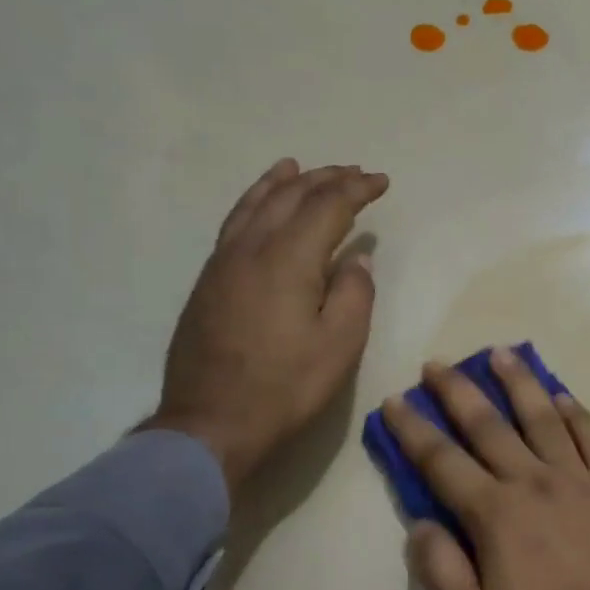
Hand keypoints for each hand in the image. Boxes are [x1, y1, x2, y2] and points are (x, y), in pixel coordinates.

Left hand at [141, 159, 388, 493]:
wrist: (211, 422)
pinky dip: (253, 203)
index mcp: (288, 259)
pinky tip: (259, 207)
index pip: (327, 206)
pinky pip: (234, 224)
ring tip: (299, 167)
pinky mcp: (208, 282)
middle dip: (325, 179)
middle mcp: (251, 248)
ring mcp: (222, 263)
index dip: (357, 189)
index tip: (381, 182)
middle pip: (289, 197)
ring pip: (253, 205)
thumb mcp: (340, 345)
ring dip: (282, 182)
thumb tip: (356, 257)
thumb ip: (355, 293)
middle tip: (353, 173)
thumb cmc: (286, 387)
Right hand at [382, 349, 589, 589]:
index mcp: (495, 514)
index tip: (395, 401)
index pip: (442, 461)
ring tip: (501, 353)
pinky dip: (576, 413)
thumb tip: (420, 523)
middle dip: (458, 391)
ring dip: (519, 383)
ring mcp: (579, 479)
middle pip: (488, 425)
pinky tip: (563, 396)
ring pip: (543, 417)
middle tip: (438, 363)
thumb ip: (442, 570)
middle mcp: (534, 482)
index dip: (414, 430)